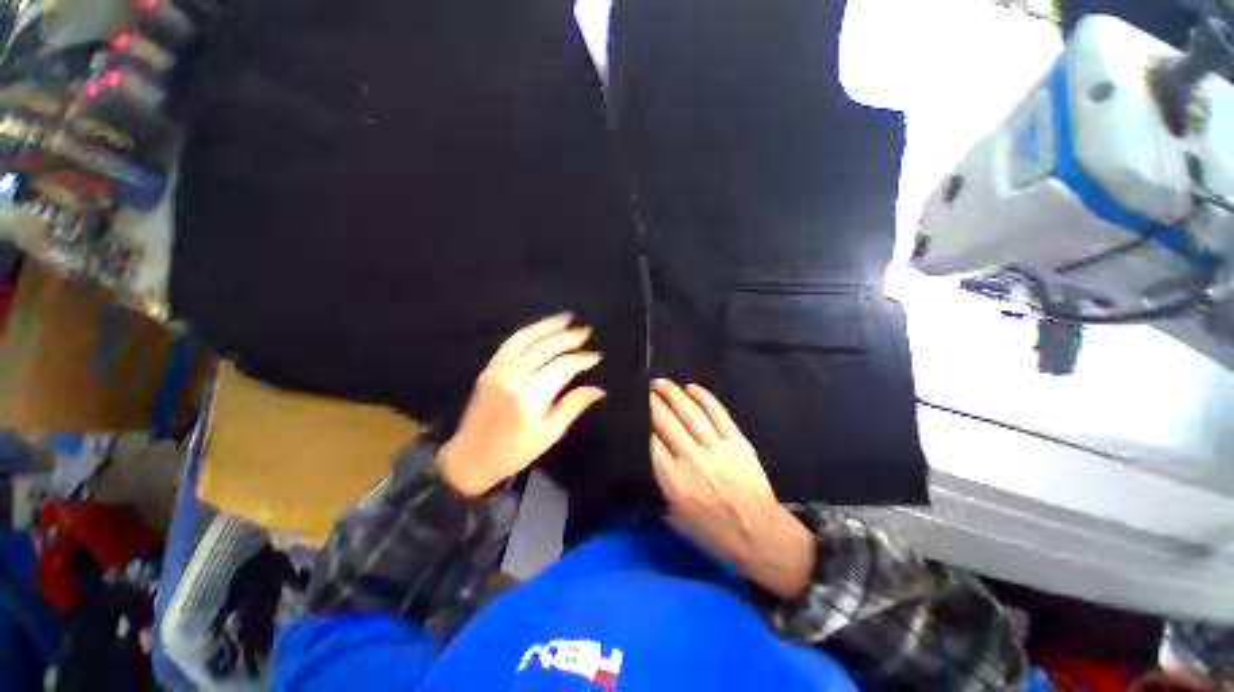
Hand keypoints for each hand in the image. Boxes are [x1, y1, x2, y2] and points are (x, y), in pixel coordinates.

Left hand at [438, 313, 605, 496]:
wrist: (470, 457)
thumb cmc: (514, 451)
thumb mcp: (549, 433)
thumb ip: (573, 406)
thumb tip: (598, 389)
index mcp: (529, 396)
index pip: (562, 367)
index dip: (581, 359)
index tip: (596, 357)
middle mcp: (512, 376)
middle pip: (546, 348)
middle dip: (568, 337)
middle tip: (586, 331)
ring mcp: (498, 369)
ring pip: (526, 338)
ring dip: (548, 326)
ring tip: (566, 318)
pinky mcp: (489, 368)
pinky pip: (511, 343)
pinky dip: (528, 332)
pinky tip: (541, 328)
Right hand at [650, 379, 815, 599]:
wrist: (761, 535)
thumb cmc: (715, 533)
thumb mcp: (677, 520)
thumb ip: (660, 490)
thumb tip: (649, 464)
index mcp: (674, 480)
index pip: (650, 442)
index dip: (640, 421)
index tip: (633, 410)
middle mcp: (692, 458)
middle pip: (666, 421)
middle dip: (652, 401)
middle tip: (645, 389)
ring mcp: (716, 447)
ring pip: (690, 412)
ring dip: (673, 394)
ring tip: (662, 383)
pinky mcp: (737, 441)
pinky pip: (718, 413)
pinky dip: (704, 397)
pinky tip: (692, 387)